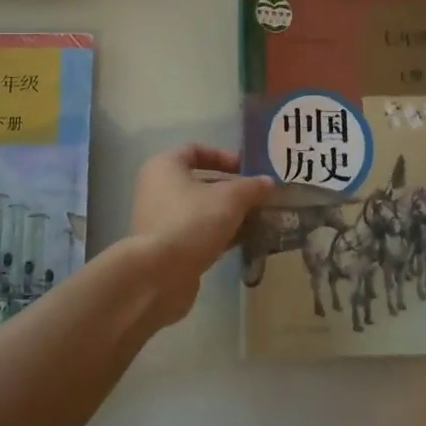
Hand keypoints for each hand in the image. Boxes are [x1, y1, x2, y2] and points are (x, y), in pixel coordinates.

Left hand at [127, 145, 275, 322]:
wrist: (159, 274)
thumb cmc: (192, 222)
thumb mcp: (230, 199)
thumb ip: (251, 187)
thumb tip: (268, 182)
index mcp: (165, 166)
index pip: (196, 151)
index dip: (224, 157)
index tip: (247, 170)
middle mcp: (157, 189)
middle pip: (200, 182)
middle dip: (231, 189)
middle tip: (258, 198)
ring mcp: (160, 219)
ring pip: (200, 209)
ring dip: (228, 214)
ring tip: (257, 220)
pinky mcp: (166, 247)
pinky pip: (197, 232)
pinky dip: (218, 234)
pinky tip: (243, 241)